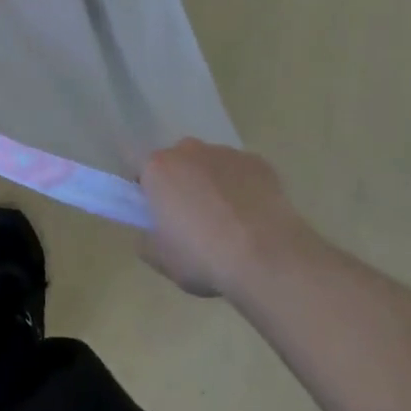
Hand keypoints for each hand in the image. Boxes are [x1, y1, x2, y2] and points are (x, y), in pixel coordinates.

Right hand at [139, 140, 310, 298]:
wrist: (269, 258)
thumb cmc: (205, 258)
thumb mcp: (162, 260)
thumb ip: (147, 241)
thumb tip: (148, 233)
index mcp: (158, 168)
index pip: (140, 169)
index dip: (147, 191)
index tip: (158, 214)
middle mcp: (188, 151)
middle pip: (177, 163)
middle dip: (181, 184)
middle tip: (193, 220)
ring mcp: (225, 153)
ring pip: (211, 165)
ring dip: (213, 184)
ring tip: (229, 222)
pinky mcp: (258, 162)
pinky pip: (242, 172)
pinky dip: (243, 188)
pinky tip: (254, 218)